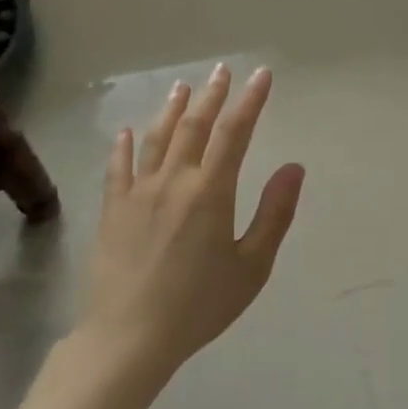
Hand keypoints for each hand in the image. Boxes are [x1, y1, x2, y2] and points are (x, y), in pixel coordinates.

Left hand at [76, 64, 304, 377]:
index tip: (262, 76)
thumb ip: (275, 213)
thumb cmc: (200, 304)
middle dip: (212, 95)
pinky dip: (125, 145)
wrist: (130, 337)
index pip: (235, 133)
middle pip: (194, 126)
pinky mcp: (113, 210)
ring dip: (172, 110)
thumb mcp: (252, 265)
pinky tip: (128, 132)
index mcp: (210, 192)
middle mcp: (173, 181)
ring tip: (183, 87)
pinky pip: (119, 167)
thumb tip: (294, 167)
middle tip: (223, 71)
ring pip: (157, 139)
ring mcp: (138, 193)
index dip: (250, 101)